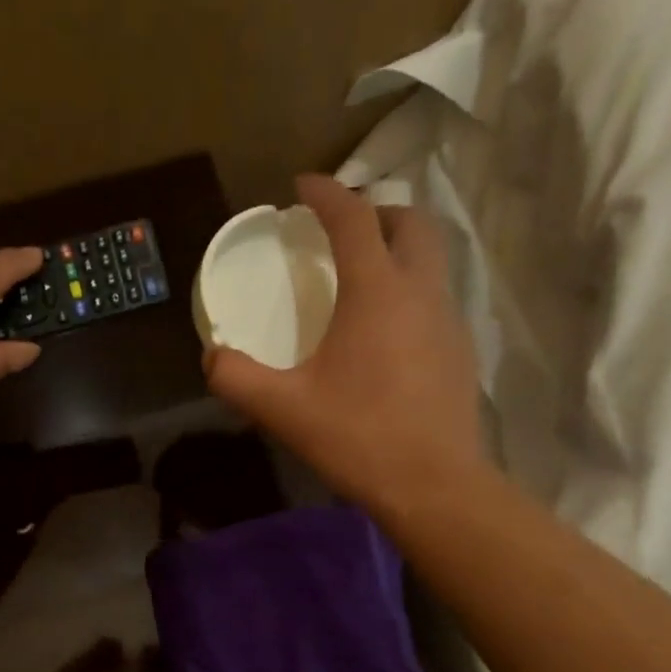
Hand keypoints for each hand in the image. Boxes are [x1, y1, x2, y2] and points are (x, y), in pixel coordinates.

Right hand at [204, 175, 485, 512]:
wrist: (433, 485)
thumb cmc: (358, 438)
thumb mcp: (284, 410)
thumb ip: (237, 379)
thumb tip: (211, 358)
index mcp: (377, 291)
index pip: (354, 218)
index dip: (326, 193)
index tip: (301, 186)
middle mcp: (420, 291)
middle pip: (409, 222)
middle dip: (375, 211)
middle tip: (340, 230)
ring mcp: (449, 319)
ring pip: (430, 259)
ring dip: (397, 249)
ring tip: (362, 276)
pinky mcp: (459, 350)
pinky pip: (436, 297)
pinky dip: (410, 289)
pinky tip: (386, 331)